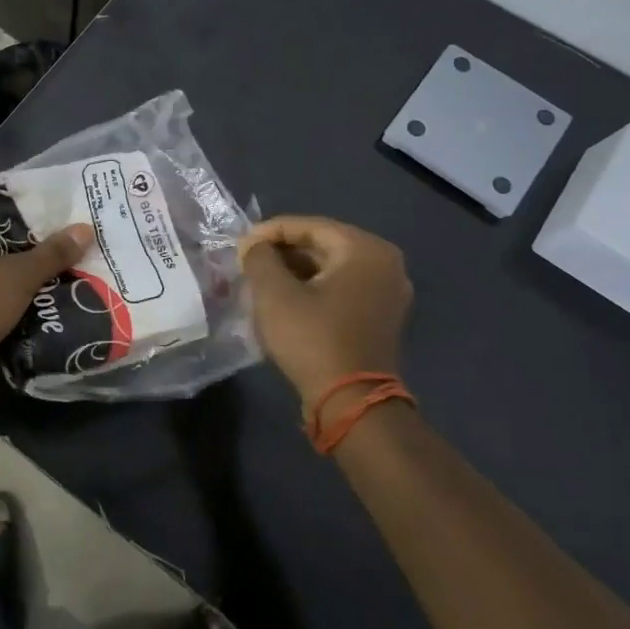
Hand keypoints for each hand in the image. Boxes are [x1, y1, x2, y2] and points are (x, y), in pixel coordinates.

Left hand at [0, 211, 93, 390]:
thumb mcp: (19, 275)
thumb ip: (52, 252)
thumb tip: (85, 229)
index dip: (20, 213)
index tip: (52, 218)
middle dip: (24, 248)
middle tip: (60, 246)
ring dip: (16, 277)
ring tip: (56, 271)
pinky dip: (5, 299)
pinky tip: (37, 301)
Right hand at [238, 215, 413, 410]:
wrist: (351, 402)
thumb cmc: (312, 339)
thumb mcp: (274, 293)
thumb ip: (259, 257)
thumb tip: (253, 245)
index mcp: (365, 249)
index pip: (309, 226)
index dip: (269, 232)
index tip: (240, 244)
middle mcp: (385, 263)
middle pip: (323, 245)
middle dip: (283, 252)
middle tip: (248, 262)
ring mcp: (388, 291)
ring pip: (331, 267)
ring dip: (295, 270)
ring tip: (261, 280)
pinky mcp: (382, 316)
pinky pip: (343, 288)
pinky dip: (314, 288)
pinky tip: (285, 299)